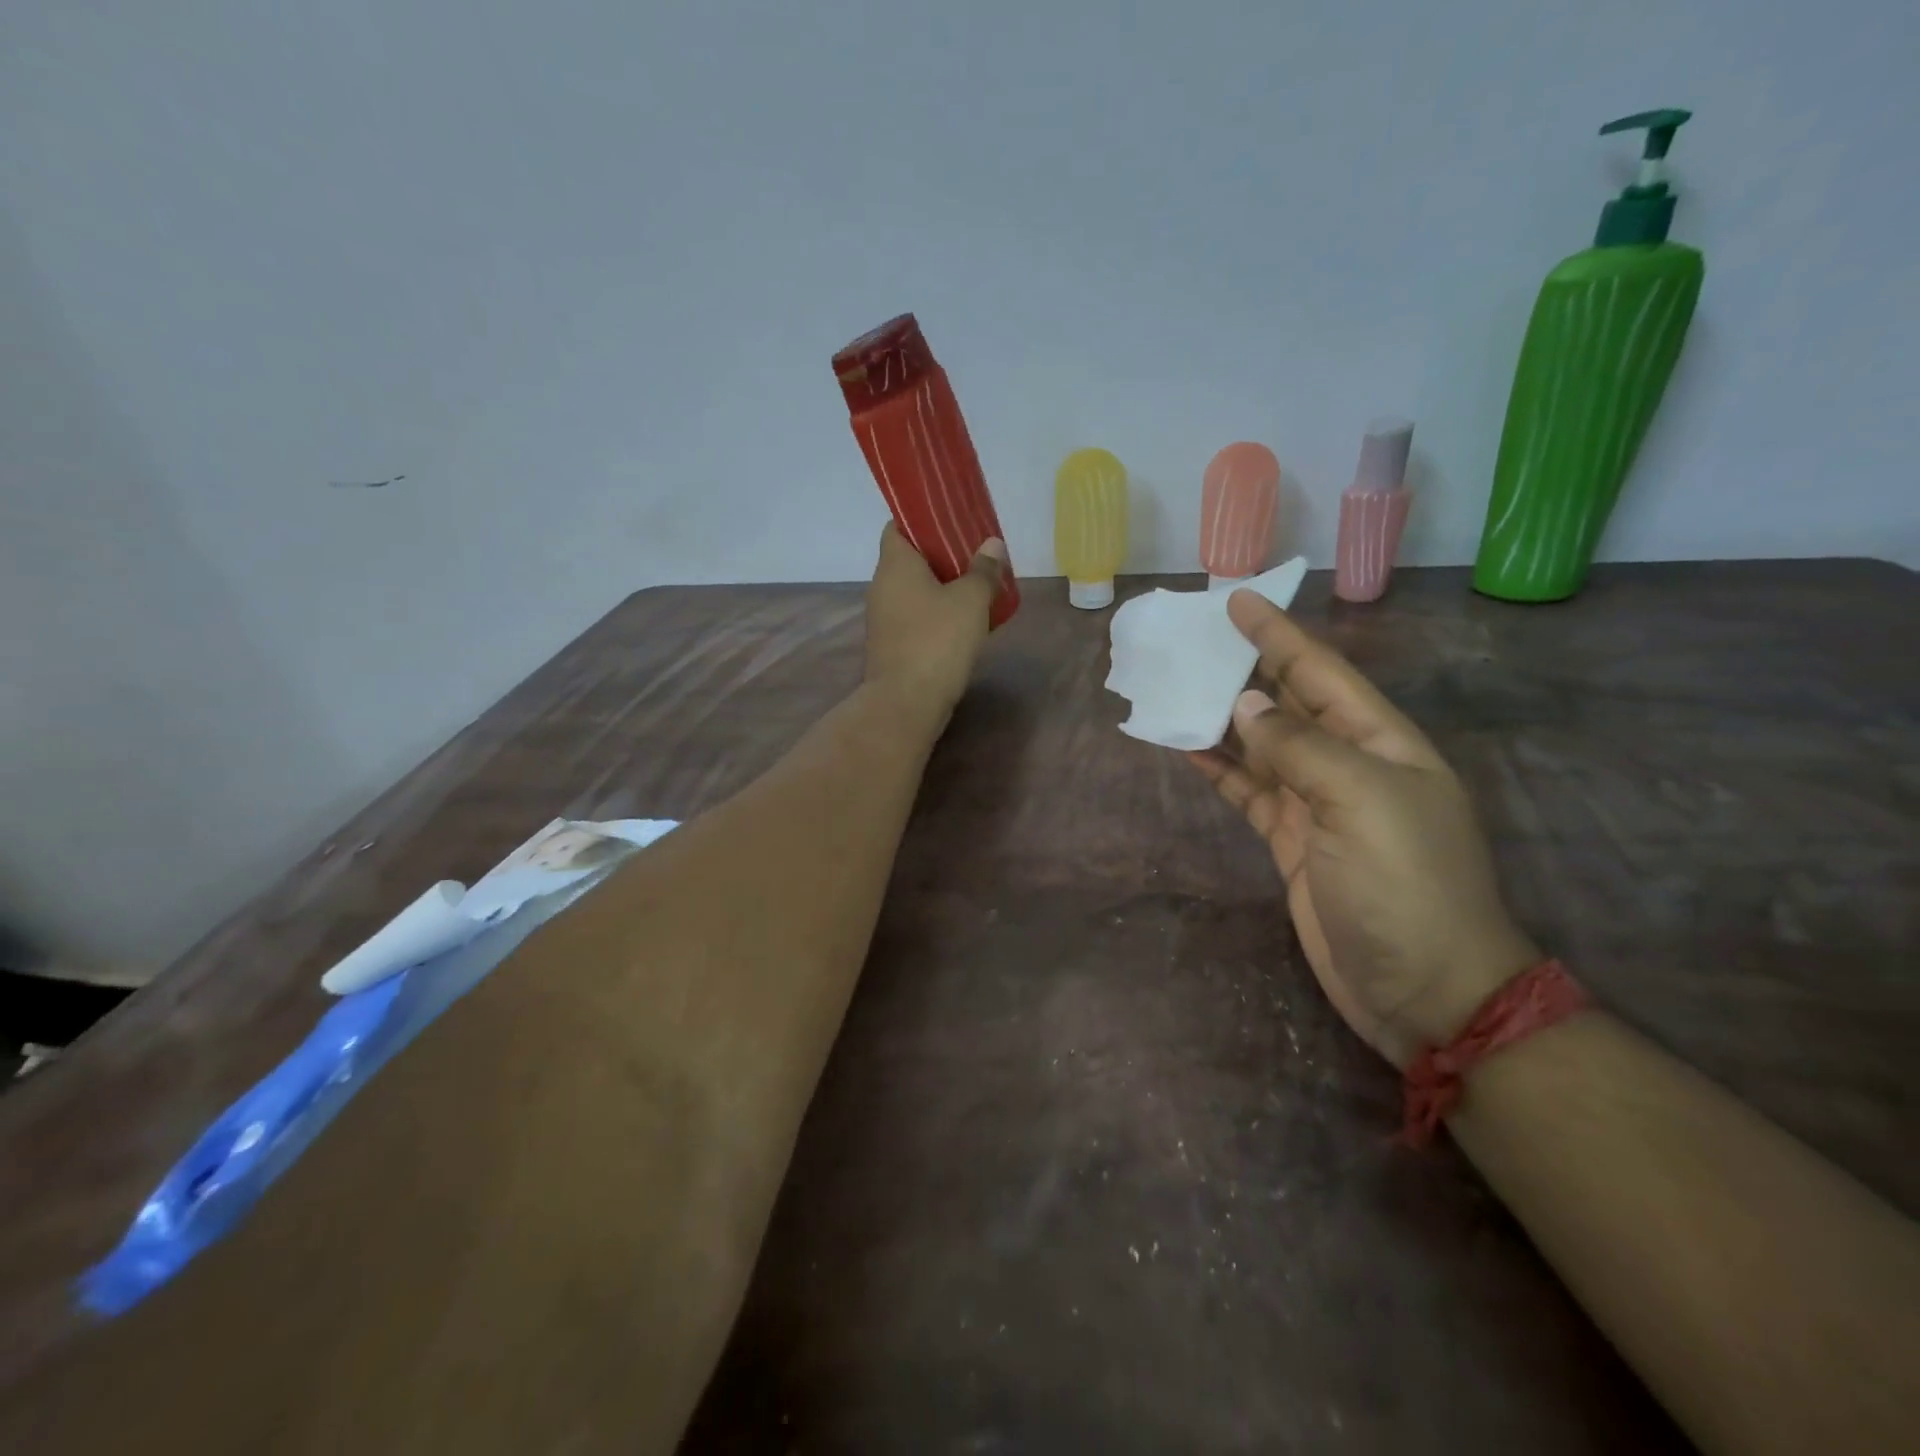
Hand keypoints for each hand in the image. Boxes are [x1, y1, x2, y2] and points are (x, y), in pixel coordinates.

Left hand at [863, 523, 1006, 724]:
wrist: (906, 703)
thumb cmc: (937, 641)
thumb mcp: (970, 600)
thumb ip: (983, 570)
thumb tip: (992, 544)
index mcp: (894, 564)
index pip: (898, 525)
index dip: (923, 519)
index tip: (952, 521)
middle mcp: (882, 586)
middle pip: (910, 559)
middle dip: (942, 556)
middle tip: (977, 555)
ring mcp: (884, 619)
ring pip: (915, 591)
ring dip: (943, 588)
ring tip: (978, 588)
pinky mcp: (892, 646)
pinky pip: (917, 618)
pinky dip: (937, 615)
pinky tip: (966, 623)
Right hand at [1189, 591, 1538, 1068]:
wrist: (1424, 988)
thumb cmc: (1403, 885)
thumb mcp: (1360, 802)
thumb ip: (1298, 747)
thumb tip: (1245, 704)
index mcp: (1379, 742)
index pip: (1319, 672)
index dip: (1278, 635)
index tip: (1237, 601)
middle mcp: (1348, 764)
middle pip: (1287, 703)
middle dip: (1246, 668)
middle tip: (1194, 640)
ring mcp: (1317, 805)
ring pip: (1261, 746)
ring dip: (1222, 719)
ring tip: (1175, 689)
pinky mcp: (1291, 841)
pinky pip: (1248, 792)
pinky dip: (1219, 770)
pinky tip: (1185, 749)